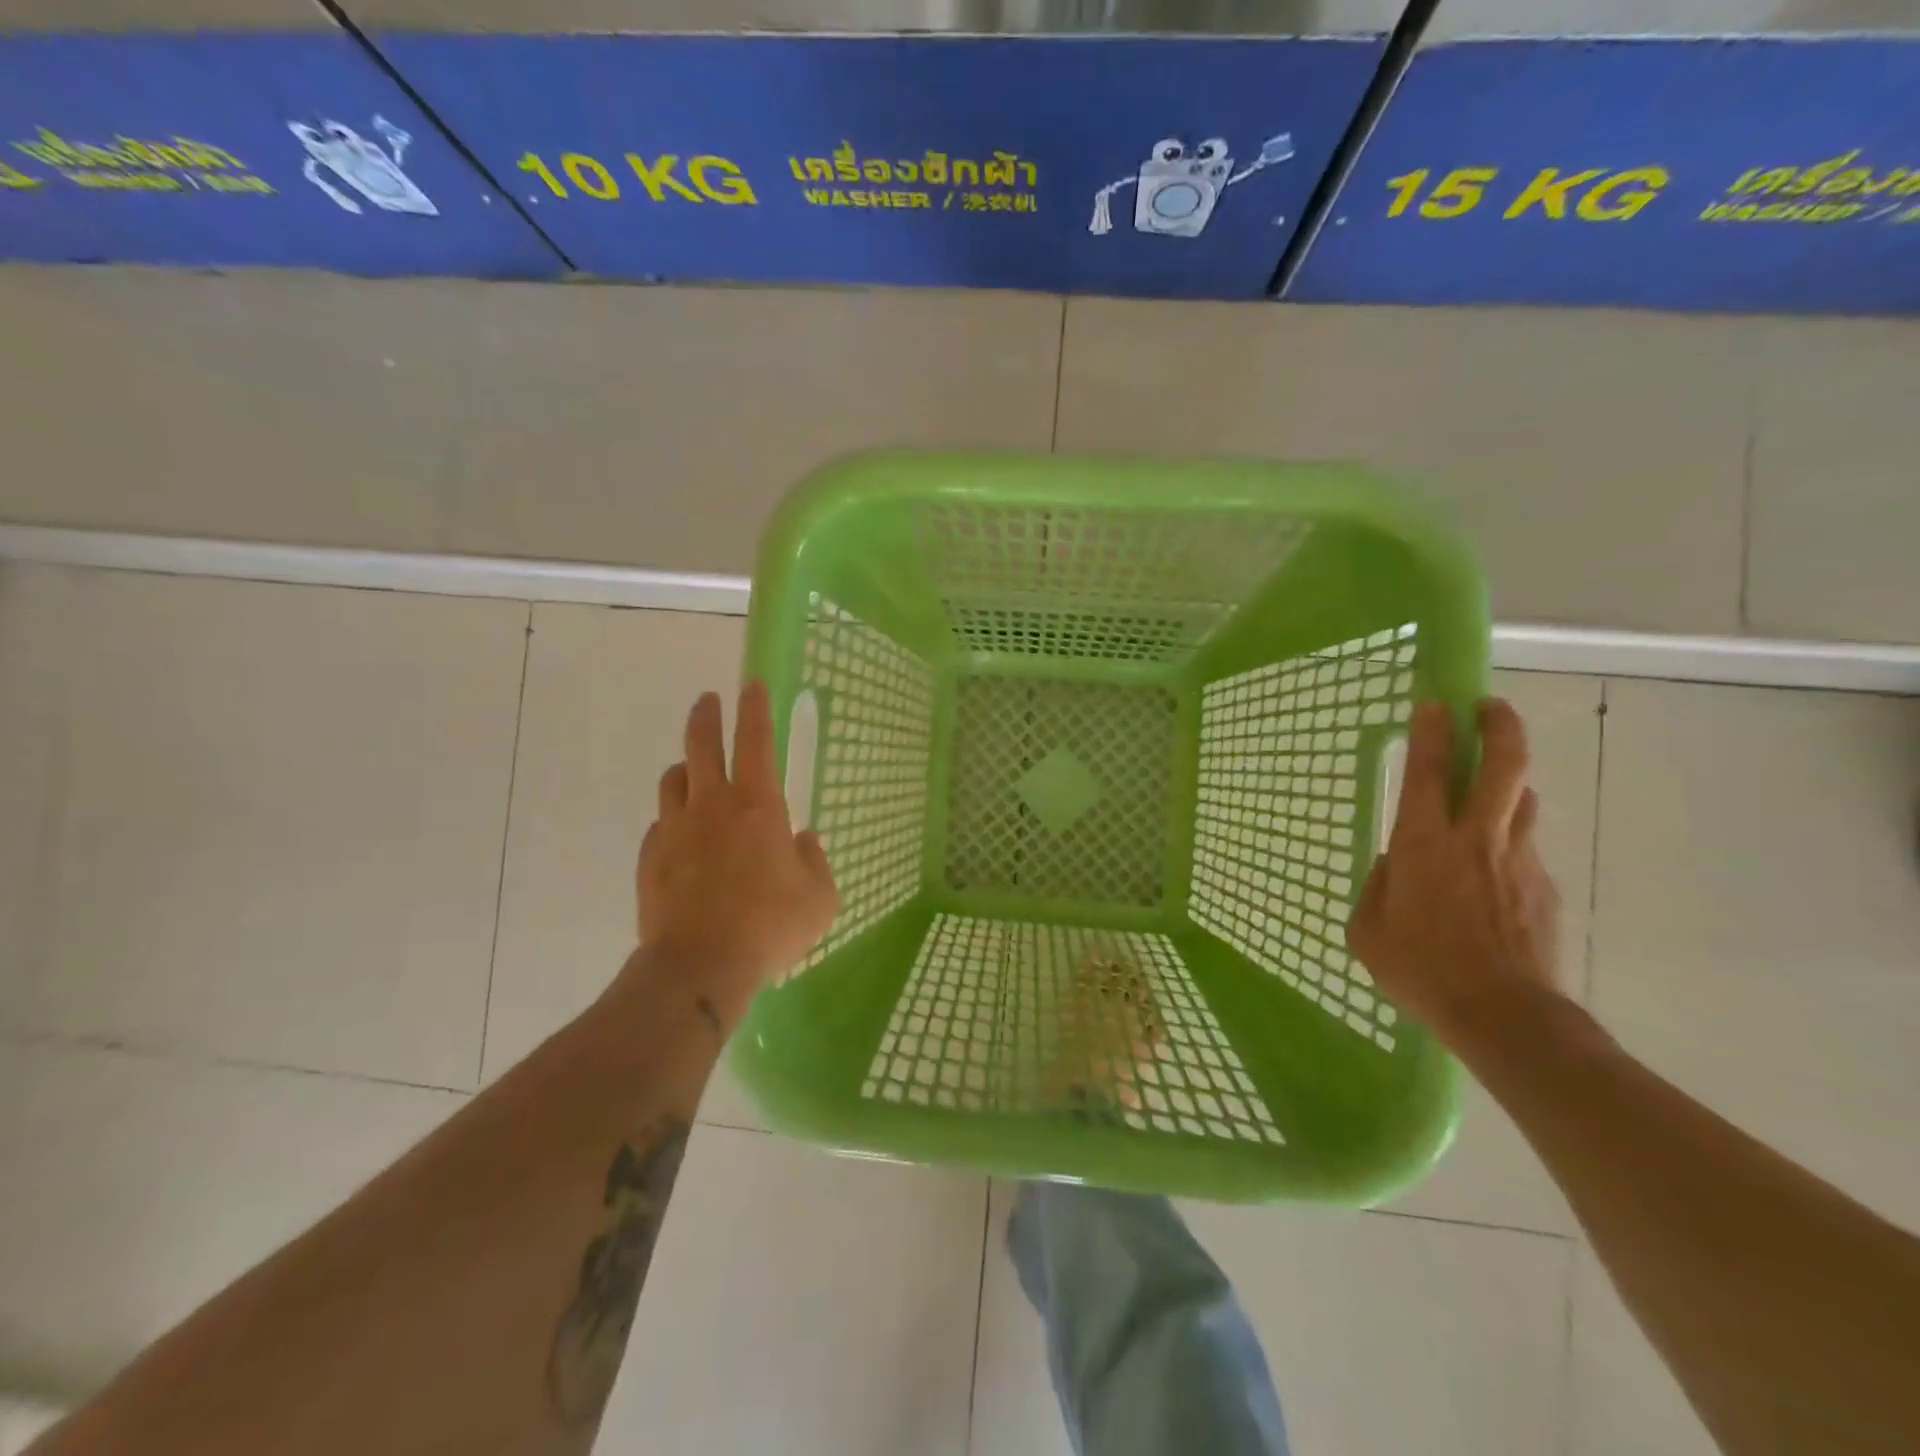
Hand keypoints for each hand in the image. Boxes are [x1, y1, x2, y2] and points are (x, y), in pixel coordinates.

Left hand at [634, 682, 838, 1013]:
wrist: (700, 967)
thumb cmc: (770, 927)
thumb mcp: (819, 898)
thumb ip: (815, 862)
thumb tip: (803, 840)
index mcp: (758, 805)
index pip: (755, 740)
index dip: (754, 708)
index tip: (751, 685)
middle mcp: (712, 805)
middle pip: (701, 744)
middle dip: (707, 716)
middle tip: (709, 701)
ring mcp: (674, 830)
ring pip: (673, 780)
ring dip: (686, 768)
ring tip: (694, 772)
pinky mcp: (650, 859)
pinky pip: (660, 824)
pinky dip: (673, 819)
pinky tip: (682, 837)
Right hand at [1346, 698, 1563, 1050]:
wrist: (1504, 1014)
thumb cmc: (1420, 969)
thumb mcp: (1369, 929)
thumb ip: (1378, 886)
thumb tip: (1393, 866)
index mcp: (1423, 843)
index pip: (1429, 770)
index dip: (1432, 731)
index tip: (1433, 703)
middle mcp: (1476, 838)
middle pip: (1503, 765)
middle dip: (1498, 726)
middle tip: (1488, 707)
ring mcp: (1518, 859)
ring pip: (1523, 800)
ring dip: (1509, 783)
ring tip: (1493, 788)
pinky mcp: (1544, 886)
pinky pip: (1525, 848)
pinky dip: (1509, 843)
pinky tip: (1493, 877)